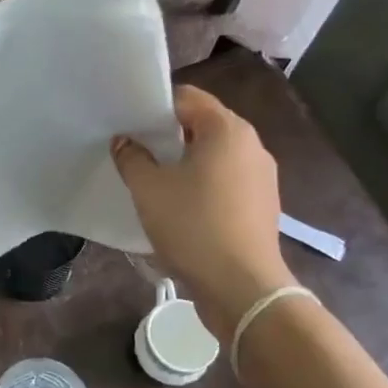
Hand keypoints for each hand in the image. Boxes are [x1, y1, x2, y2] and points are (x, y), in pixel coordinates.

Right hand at [112, 86, 293, 336]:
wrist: (242, 288)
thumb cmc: (194, 227)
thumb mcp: (149, 189)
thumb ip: (132, 157)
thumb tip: (125, 141)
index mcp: (227, 129)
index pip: (187, 98)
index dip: (154, 107)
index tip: (129, 126)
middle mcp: (251, 145)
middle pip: (203, 124)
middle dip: (169, 135)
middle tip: (137, 151)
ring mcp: (262, 176)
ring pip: (216, 154)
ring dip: (187, 161)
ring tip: (156, 181)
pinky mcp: (263, 204)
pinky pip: (227, 180)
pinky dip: (204, 184)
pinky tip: (182, 207)